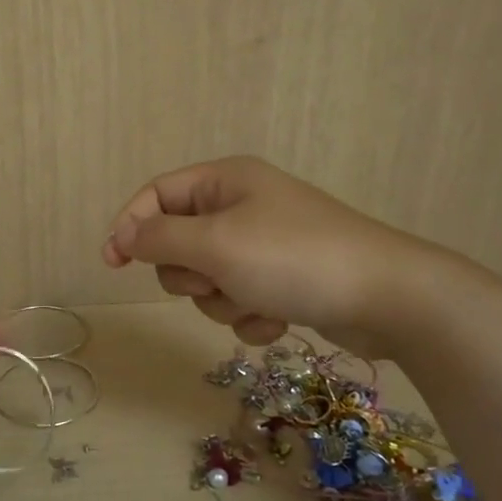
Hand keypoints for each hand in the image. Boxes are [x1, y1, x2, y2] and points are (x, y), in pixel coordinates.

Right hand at [102, 156, 479, 357]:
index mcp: (225, 181)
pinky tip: (279, 319)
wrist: (388, 298)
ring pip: (208, 279)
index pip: (156, 194)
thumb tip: (124, 235)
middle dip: (191, 273)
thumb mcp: (215, 244)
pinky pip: (239, 299)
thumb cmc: (293, 258)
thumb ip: (159, 238)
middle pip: (179, 242)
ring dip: (223, 300)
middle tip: (215, 279)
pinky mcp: (282, 279)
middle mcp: (242, 205)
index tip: (113, 263)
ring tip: (256, 302)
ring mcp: (264, 244)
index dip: (130, 225)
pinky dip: (250, 314)